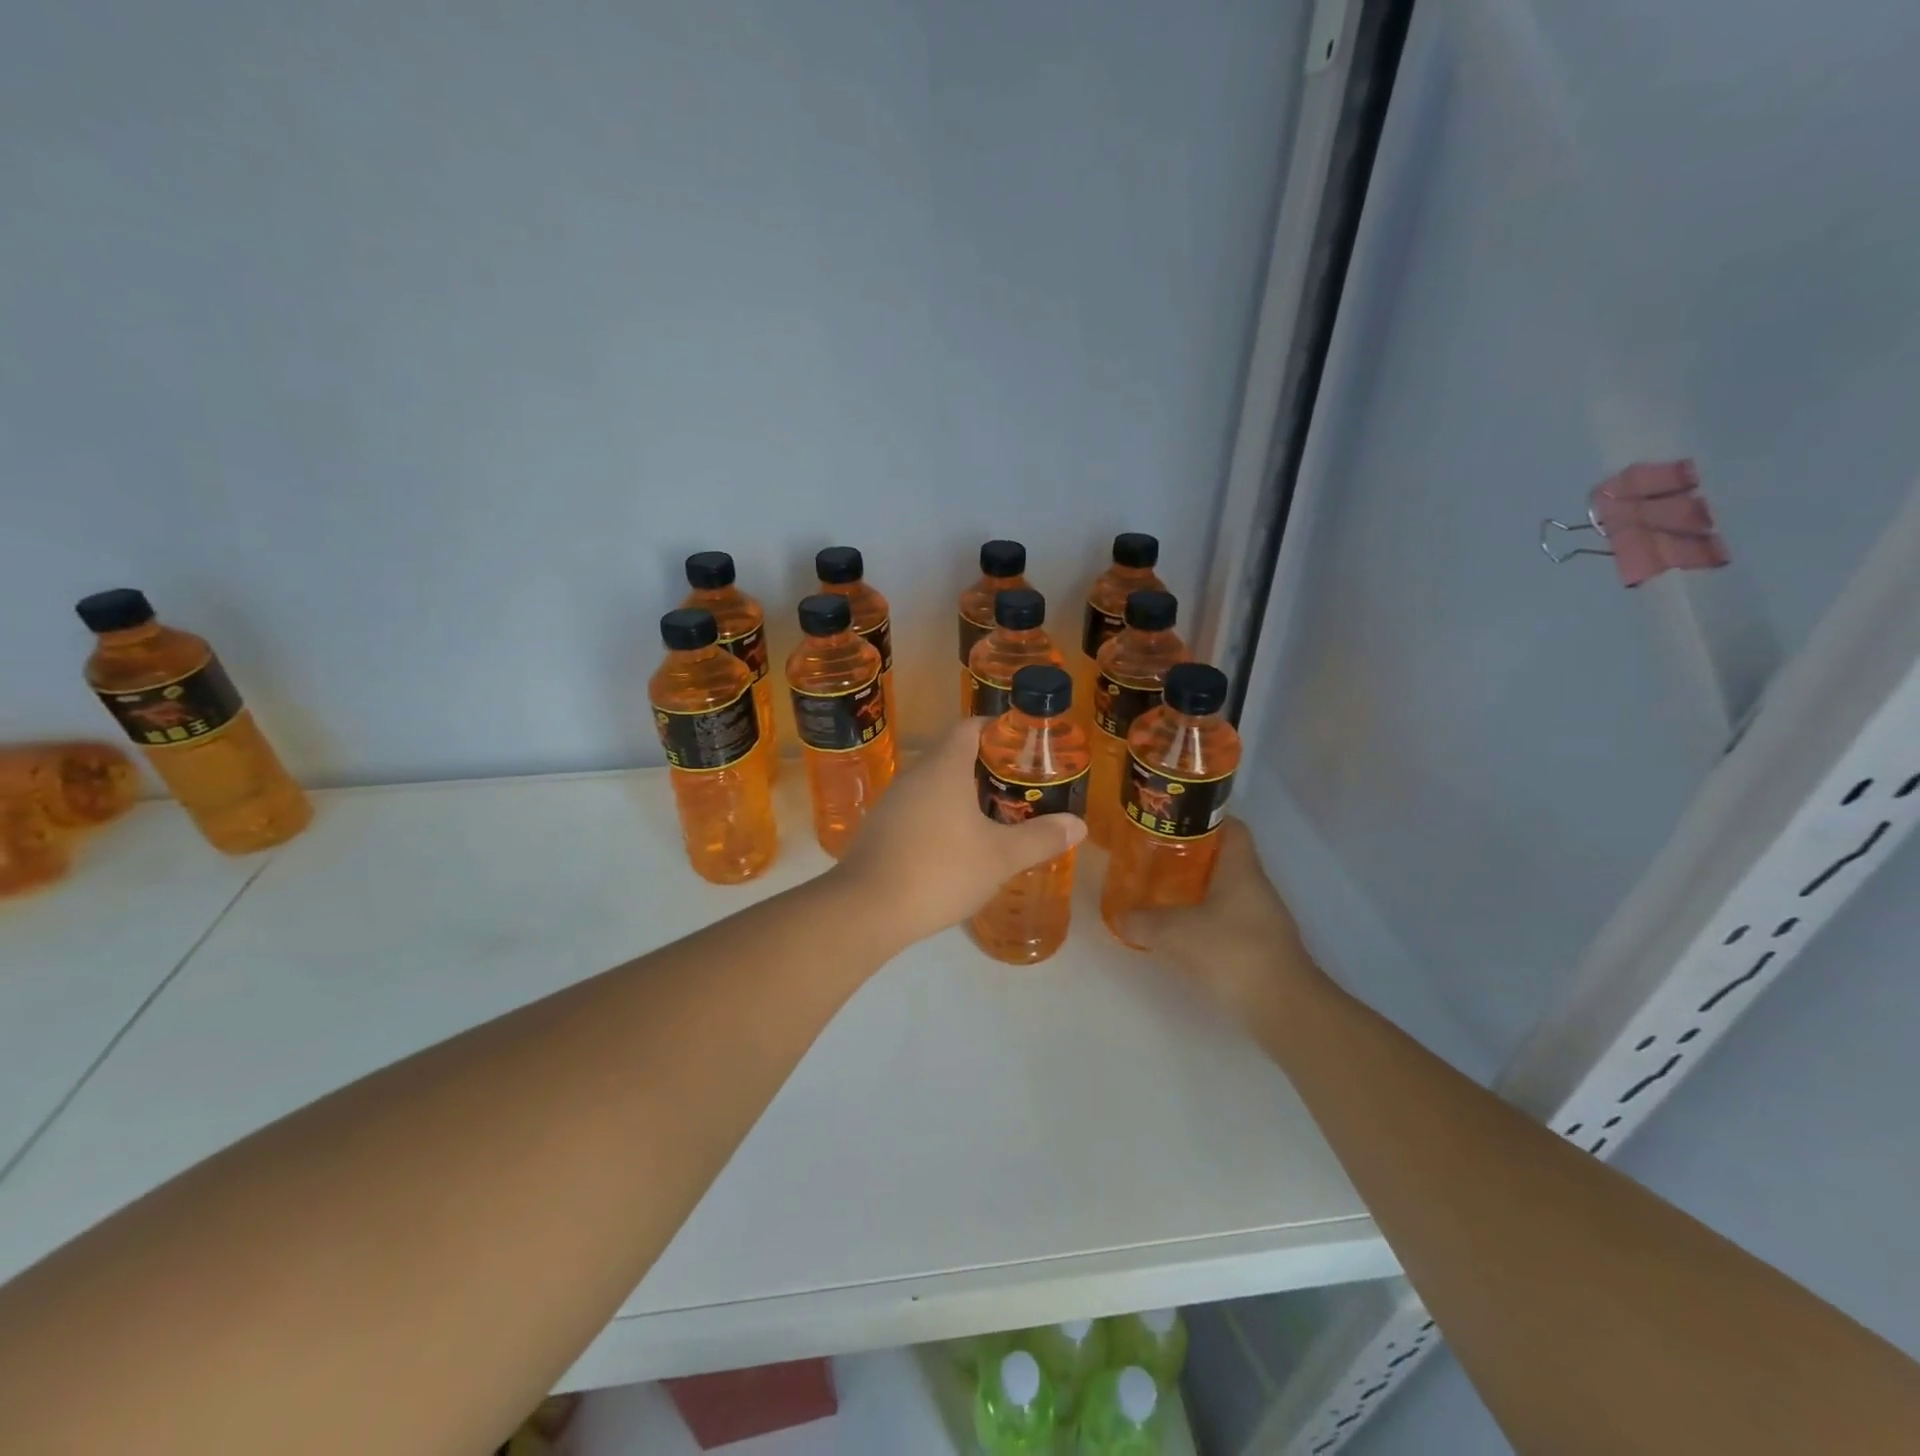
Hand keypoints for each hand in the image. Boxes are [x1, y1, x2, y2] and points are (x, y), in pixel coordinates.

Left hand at [834, 720, 1086, 945]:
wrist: (866, 909)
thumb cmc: (939, 870)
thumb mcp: (1000, 857)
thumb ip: (1040, 838)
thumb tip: (1078, 824)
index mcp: (944, 767)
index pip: (970, 727)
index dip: (998, 730)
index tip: (1024, 747)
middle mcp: (915, 775)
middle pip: (954, 756)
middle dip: (987, 768)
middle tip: (1020, 789)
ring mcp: (893, 802)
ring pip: (935, 786)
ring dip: (963, 796)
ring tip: (995, 819)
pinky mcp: (880, 829)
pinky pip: (918, 810)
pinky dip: (941, 818)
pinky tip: (956, 848)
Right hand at [1119, 819, 1320, 1038]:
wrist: (1284, 1007)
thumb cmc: (1232, 952)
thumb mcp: (1176, 933)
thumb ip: (1144, 922)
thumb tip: (1120, 917)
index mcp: (1241, 869)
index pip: (1231, 827)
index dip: (1205, 819)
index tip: (1174, 821)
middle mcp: (1256, 887)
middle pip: (1225, 859)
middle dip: (1191, 856)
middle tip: (1156, 858)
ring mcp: (1263, 918)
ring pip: (1226, 891)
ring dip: (1198, 891)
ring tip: (1162, 893)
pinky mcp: (1262, 947)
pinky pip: (1230, 921)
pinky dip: (1207, 920)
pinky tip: (1183, 932)